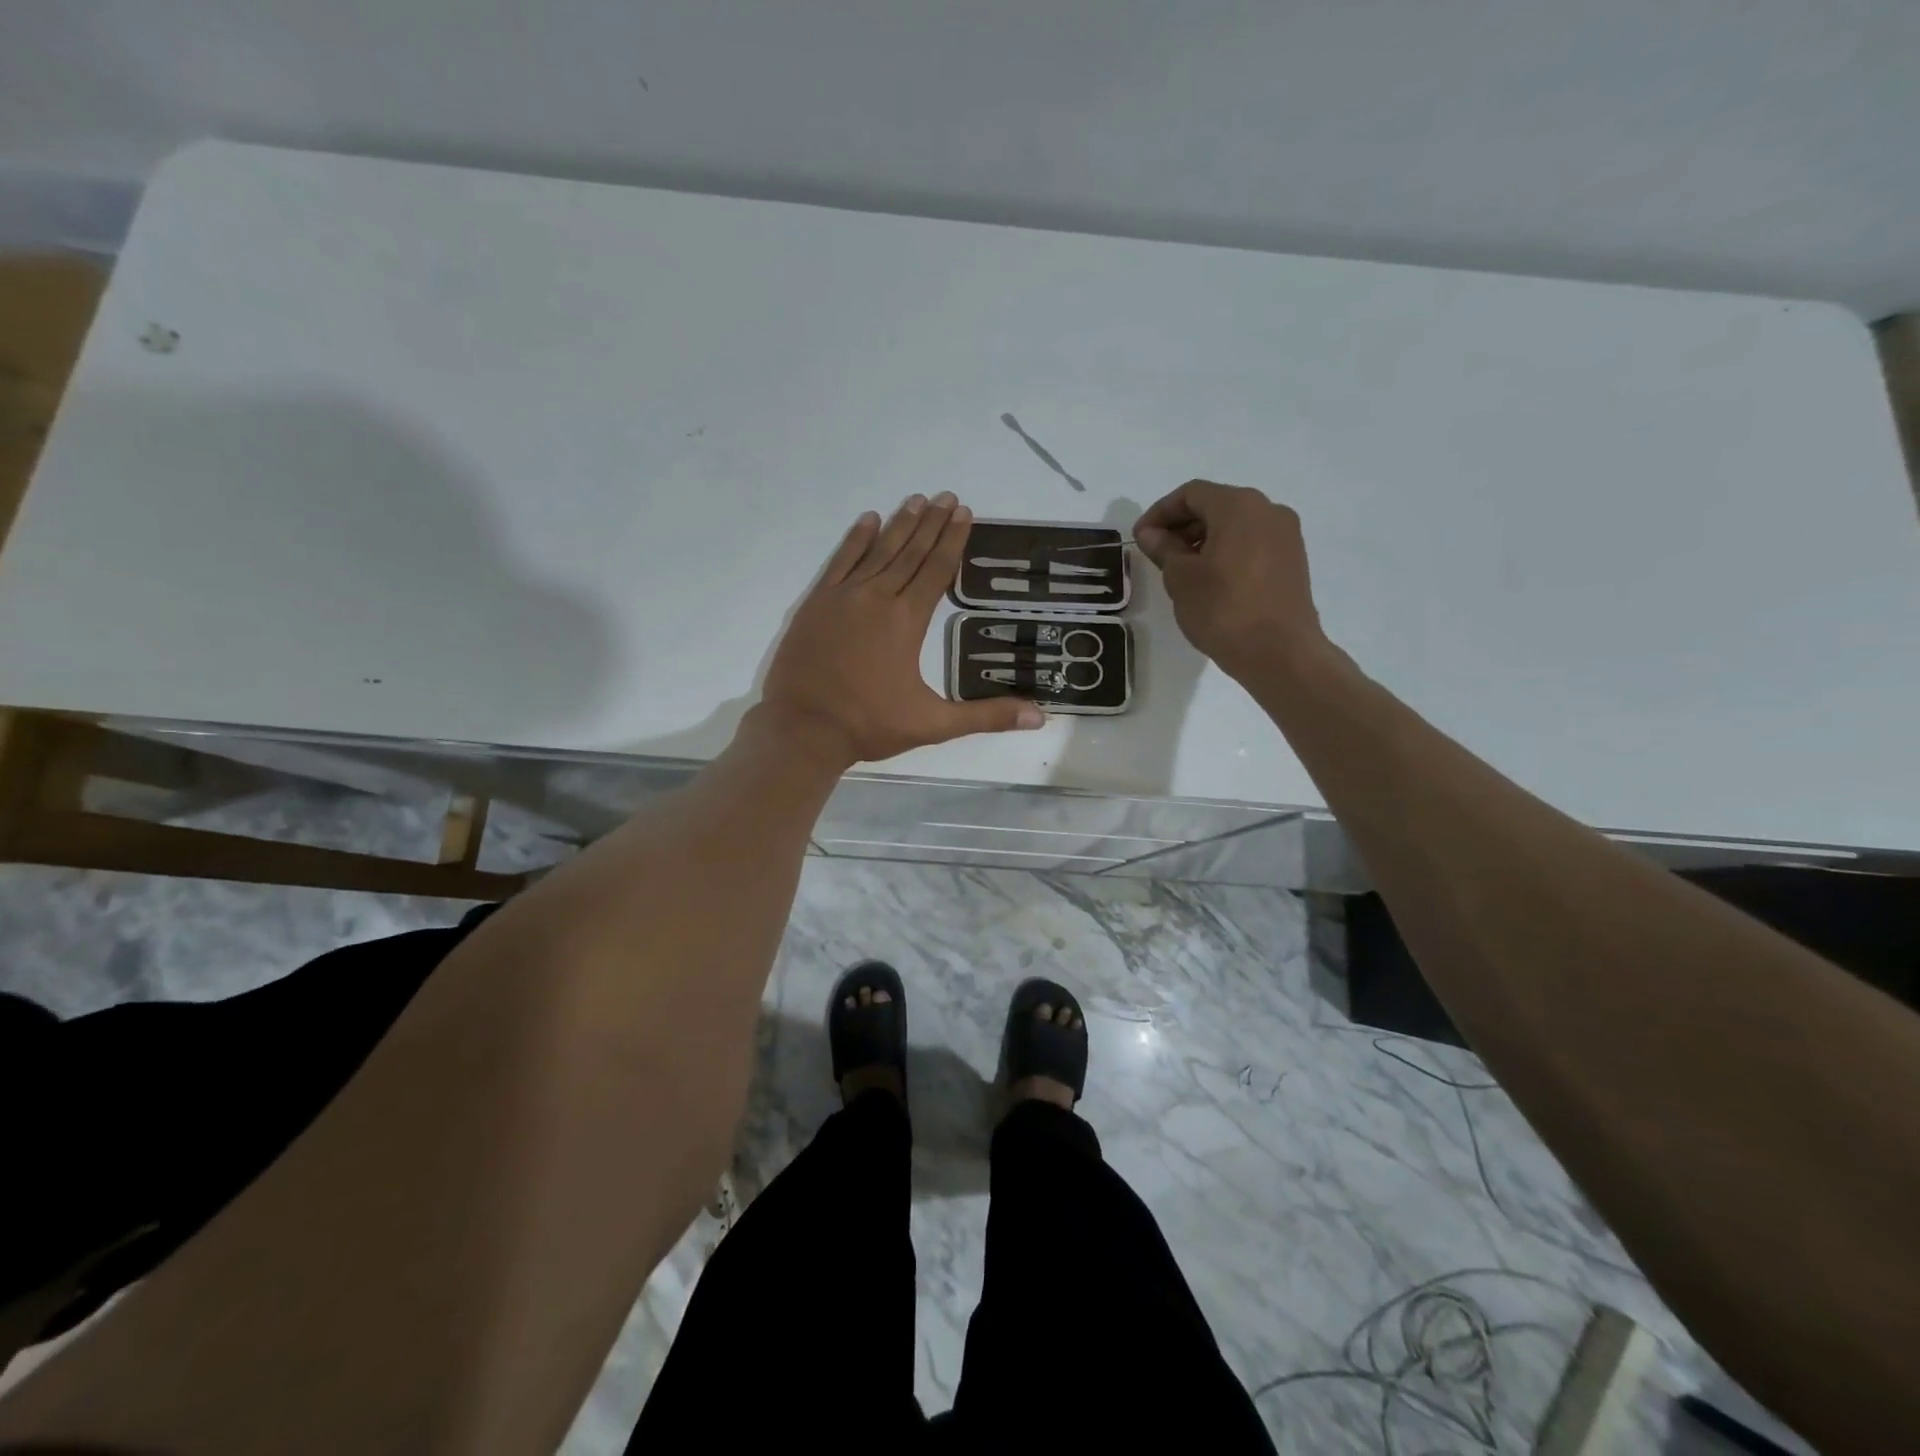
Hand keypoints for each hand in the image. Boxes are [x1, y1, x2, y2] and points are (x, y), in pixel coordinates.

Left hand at [757, 493, 1045, 768]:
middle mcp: (877, 598)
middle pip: (909, 552)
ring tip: (917, 500)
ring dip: (899, 525)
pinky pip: (840, 562)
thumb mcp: (933, 725)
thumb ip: (986, 716)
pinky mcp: (816, 604)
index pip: (936, 570)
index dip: (952, 541)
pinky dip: (855, 540)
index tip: (964, 512)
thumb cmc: (869, 725)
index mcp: (907, 621)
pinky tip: (868, 520)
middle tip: (947, 497)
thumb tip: (1039, 717)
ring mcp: (842, 597)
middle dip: (931, 523)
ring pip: (877, 551)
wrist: (803, 729)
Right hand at [1133, 480, 1327, 681]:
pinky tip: (1210, 580)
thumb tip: (1151, 533)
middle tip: (1157, 554)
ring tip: (1181, 570)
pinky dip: (1227, 551)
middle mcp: (1268, 510)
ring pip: (1235, 525)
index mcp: (1238, 506)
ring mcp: (1286, 535)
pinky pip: (1252, 543)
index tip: (1140, 538)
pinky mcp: (1293, 560)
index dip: (1160, 512)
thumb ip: (1164, 548)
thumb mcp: (1181, 578)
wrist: (1279, 652)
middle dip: (1182, 525)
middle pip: (1216, 505)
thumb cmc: (1223, 609)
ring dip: (1204, 539)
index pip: (1191, 494)